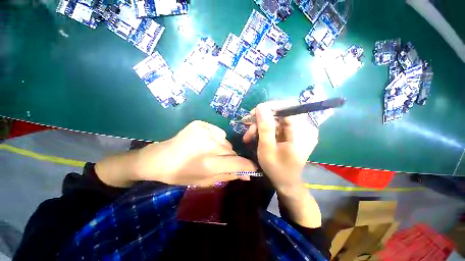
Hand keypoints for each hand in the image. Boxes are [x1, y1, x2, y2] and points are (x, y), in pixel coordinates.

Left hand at [134, 120, 256, 185]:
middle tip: (218, 162)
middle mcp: (209, 144)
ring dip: (223, 149)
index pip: (239, 163)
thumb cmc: (181, 174)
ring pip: (226, 142)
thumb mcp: (205, 181)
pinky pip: (219, 133)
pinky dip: (216, 139)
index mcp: (208, 163)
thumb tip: (247, 174)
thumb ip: (227, 175)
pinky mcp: (201, 123)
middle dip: (230, 159)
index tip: (251, 169)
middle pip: (232, 151)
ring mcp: (205, 131)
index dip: (248, 166)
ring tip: (209, 152)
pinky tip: (205, 142)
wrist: (159, 158)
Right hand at [243, 101, 318, 189]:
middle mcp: (305, 127)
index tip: (254, 113)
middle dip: (262, 118)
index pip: (288, 107)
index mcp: (303, 132)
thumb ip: (265, 127)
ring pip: (277, 118)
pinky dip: (265, 129)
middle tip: (248, 125)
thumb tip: (261, 106)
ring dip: (261, 125)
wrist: (286, 182)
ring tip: (249, 135)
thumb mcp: (267, 149)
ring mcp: (300, 130)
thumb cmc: (276, 168)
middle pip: (281, 112)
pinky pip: (277, 124)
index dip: (270, 107)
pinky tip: (256, 136)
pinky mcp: (293, 132)